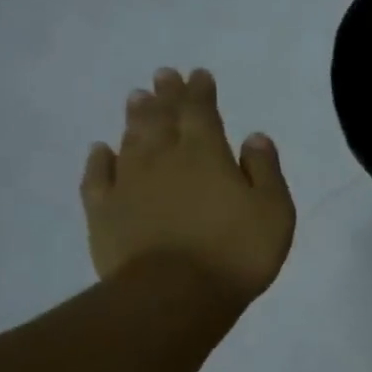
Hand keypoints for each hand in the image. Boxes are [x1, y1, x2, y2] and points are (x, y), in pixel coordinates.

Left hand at [80, 68, 295, 302]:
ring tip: (136, 98)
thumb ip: (264, 170)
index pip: (201, 111)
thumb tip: (253, 137)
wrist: (174, 296)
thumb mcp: (274, 209)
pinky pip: (98, 177)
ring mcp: (129, 184)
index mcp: (206, 154)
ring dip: (135, 117)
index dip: (200, 91)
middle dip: (166, 95)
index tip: (198, 75)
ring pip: (131, 140)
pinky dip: (99, 160)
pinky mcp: (104, 213)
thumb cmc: (236, 251)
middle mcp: (164, 159)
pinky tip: (101, 149)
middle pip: (163, 118)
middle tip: (163, 75)